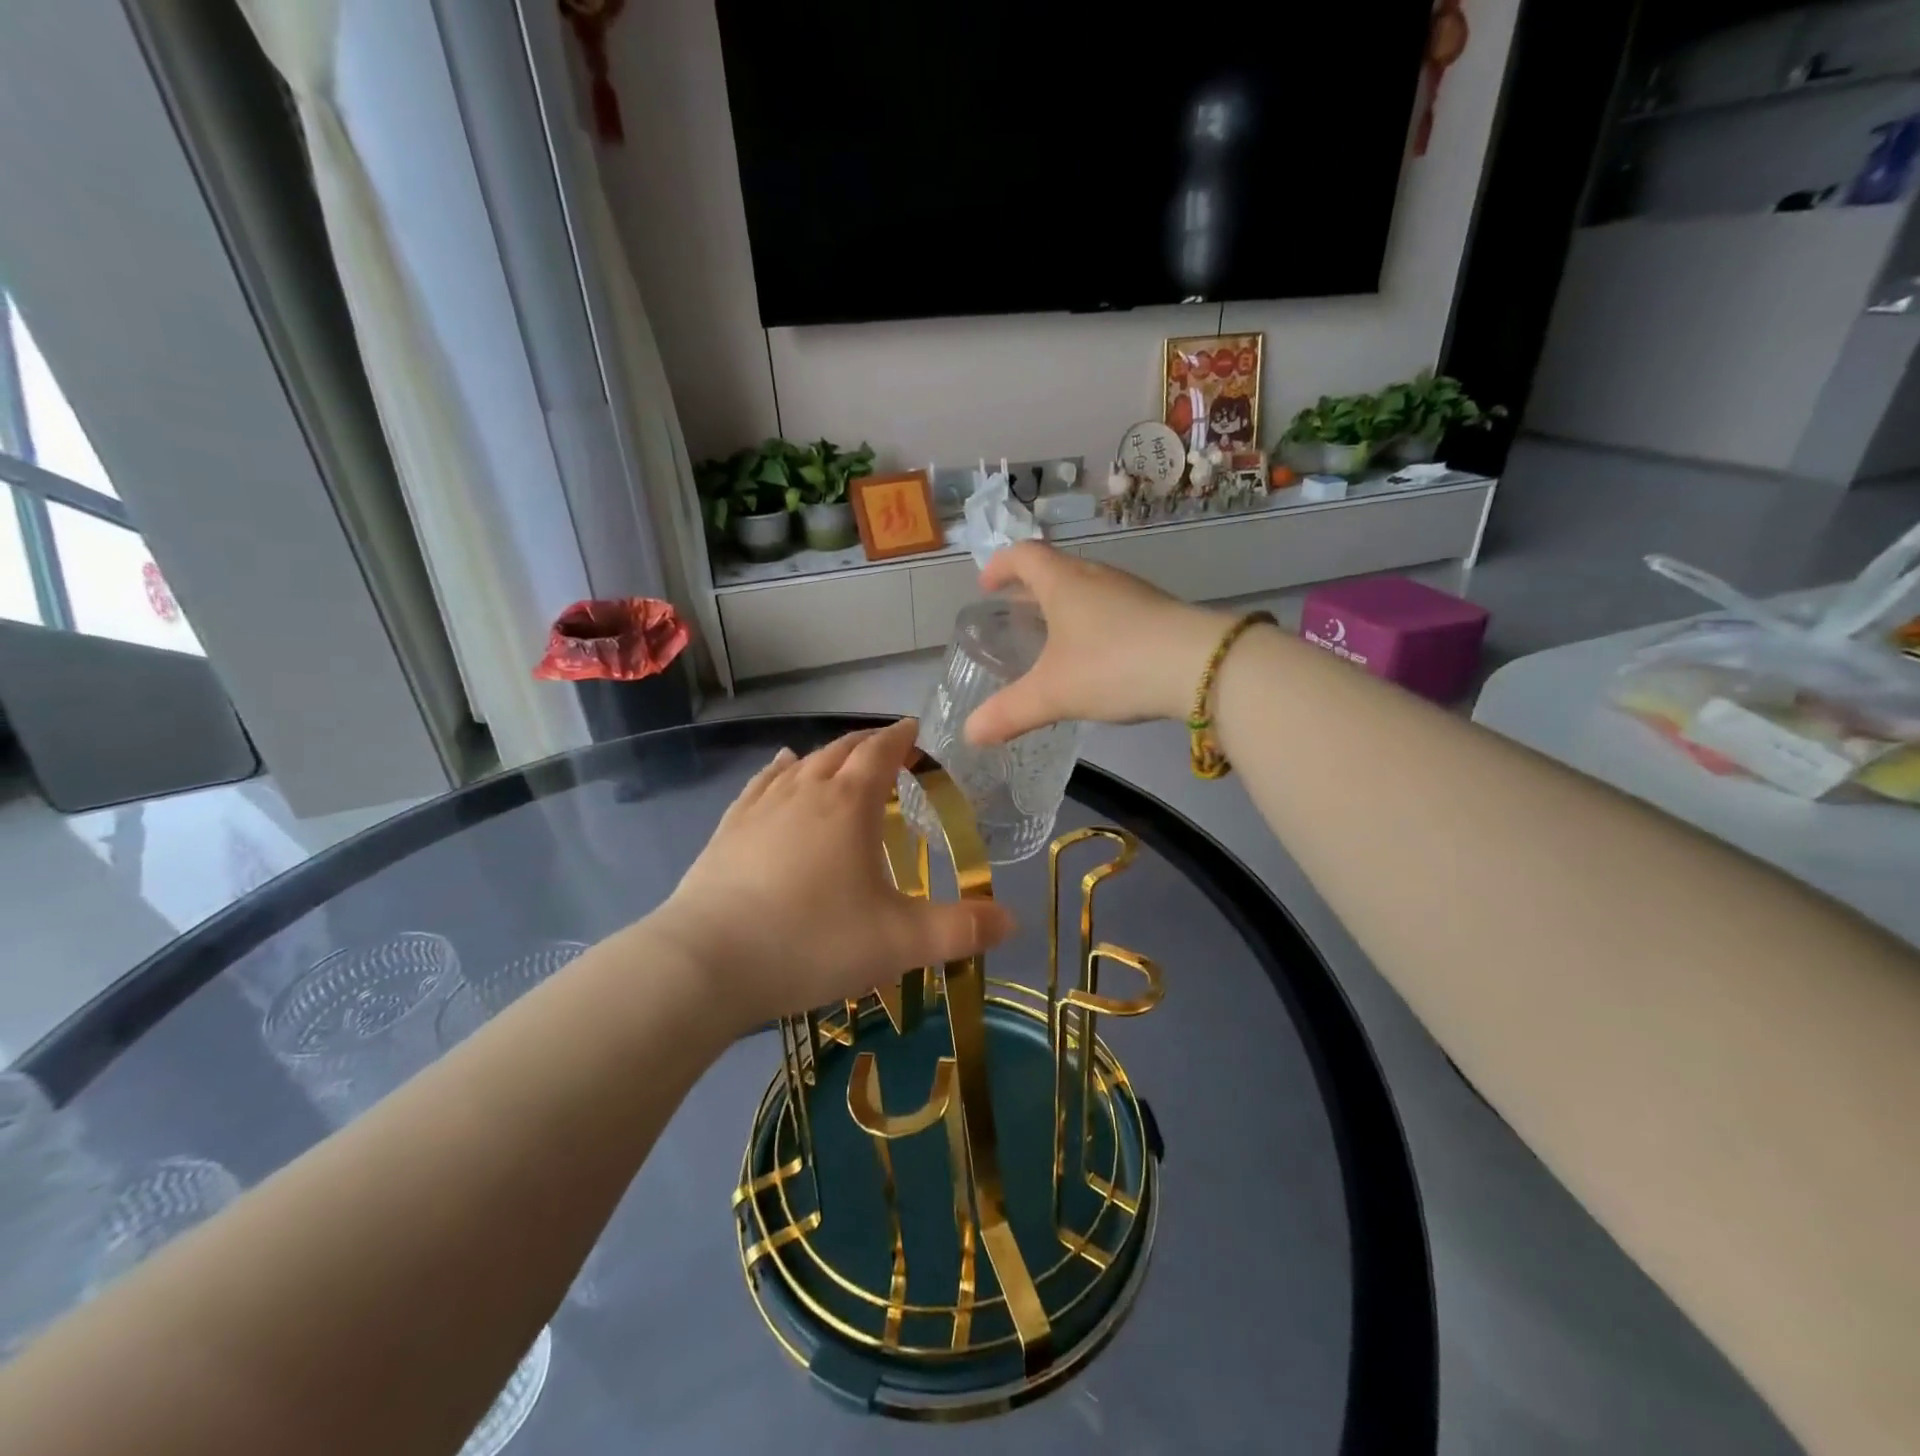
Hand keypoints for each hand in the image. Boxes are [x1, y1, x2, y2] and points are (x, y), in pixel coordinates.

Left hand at [653, 719, 1014, 1030]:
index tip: (914, 731)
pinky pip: (759, 786)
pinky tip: (778, 770)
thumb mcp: (899, 942)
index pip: (880, 752)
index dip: (901, 738)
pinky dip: (777, 772)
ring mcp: (760, 809)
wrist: (706, 964)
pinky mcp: (727, 831)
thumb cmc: (812, 942)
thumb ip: (959, 931)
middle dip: (866, 745)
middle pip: (839, 751)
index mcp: (848, 804)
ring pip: (798, 764)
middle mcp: (804, 791)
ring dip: (825, 756)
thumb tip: (1011, 921)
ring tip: (839, 758)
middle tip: (886, 748)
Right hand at [964, 543, 1230, 744]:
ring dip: (1064, 606)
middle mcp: (1097, 577)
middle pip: (1057, 569)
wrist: (1201, 666)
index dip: (1000, 566)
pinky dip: (1093, 623)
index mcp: (1064, 582)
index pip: (1024, 556)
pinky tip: (1097, 656)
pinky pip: (1113, 609)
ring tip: (1052, 636)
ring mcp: (1132, 593)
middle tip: (1014, 614)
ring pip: (1088, 589)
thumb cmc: (1114, 665)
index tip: (985, 585)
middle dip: (1030, 589)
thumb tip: (970, 733)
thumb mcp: (1053, 693)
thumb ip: (1009, 712)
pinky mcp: (1158, 613)